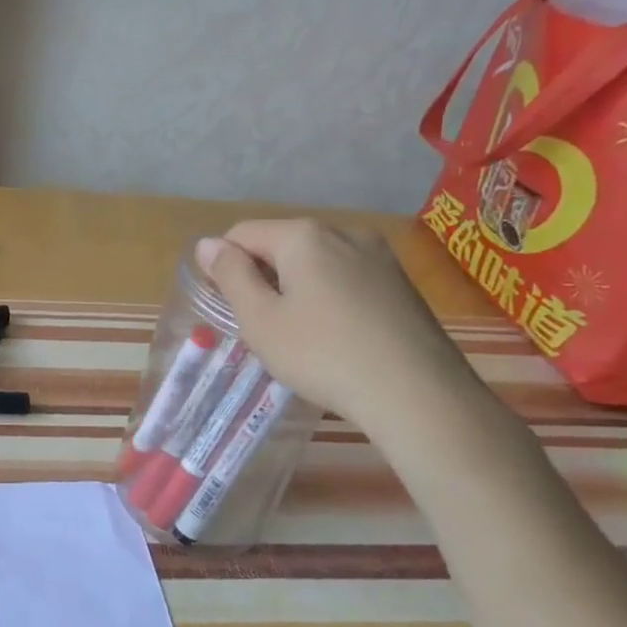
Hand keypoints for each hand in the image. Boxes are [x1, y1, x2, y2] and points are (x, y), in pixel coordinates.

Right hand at [195, 219, 486, 430]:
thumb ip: (230, 275)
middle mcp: (343, 232)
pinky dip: (328, 296)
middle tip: (261, 325)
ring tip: (299, 334)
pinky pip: (346, 276)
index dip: (224, 266)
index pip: (243, 233)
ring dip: (295, 287)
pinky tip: (335, 335)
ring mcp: (379, 256)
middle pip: (281, 244)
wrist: (419, 395)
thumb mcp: (260, 320)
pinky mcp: (401, 282)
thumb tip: (208, 244)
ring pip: (315, 261)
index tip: (228, 307)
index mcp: (304, 235)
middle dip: (262, 276)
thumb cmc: (324, 355)